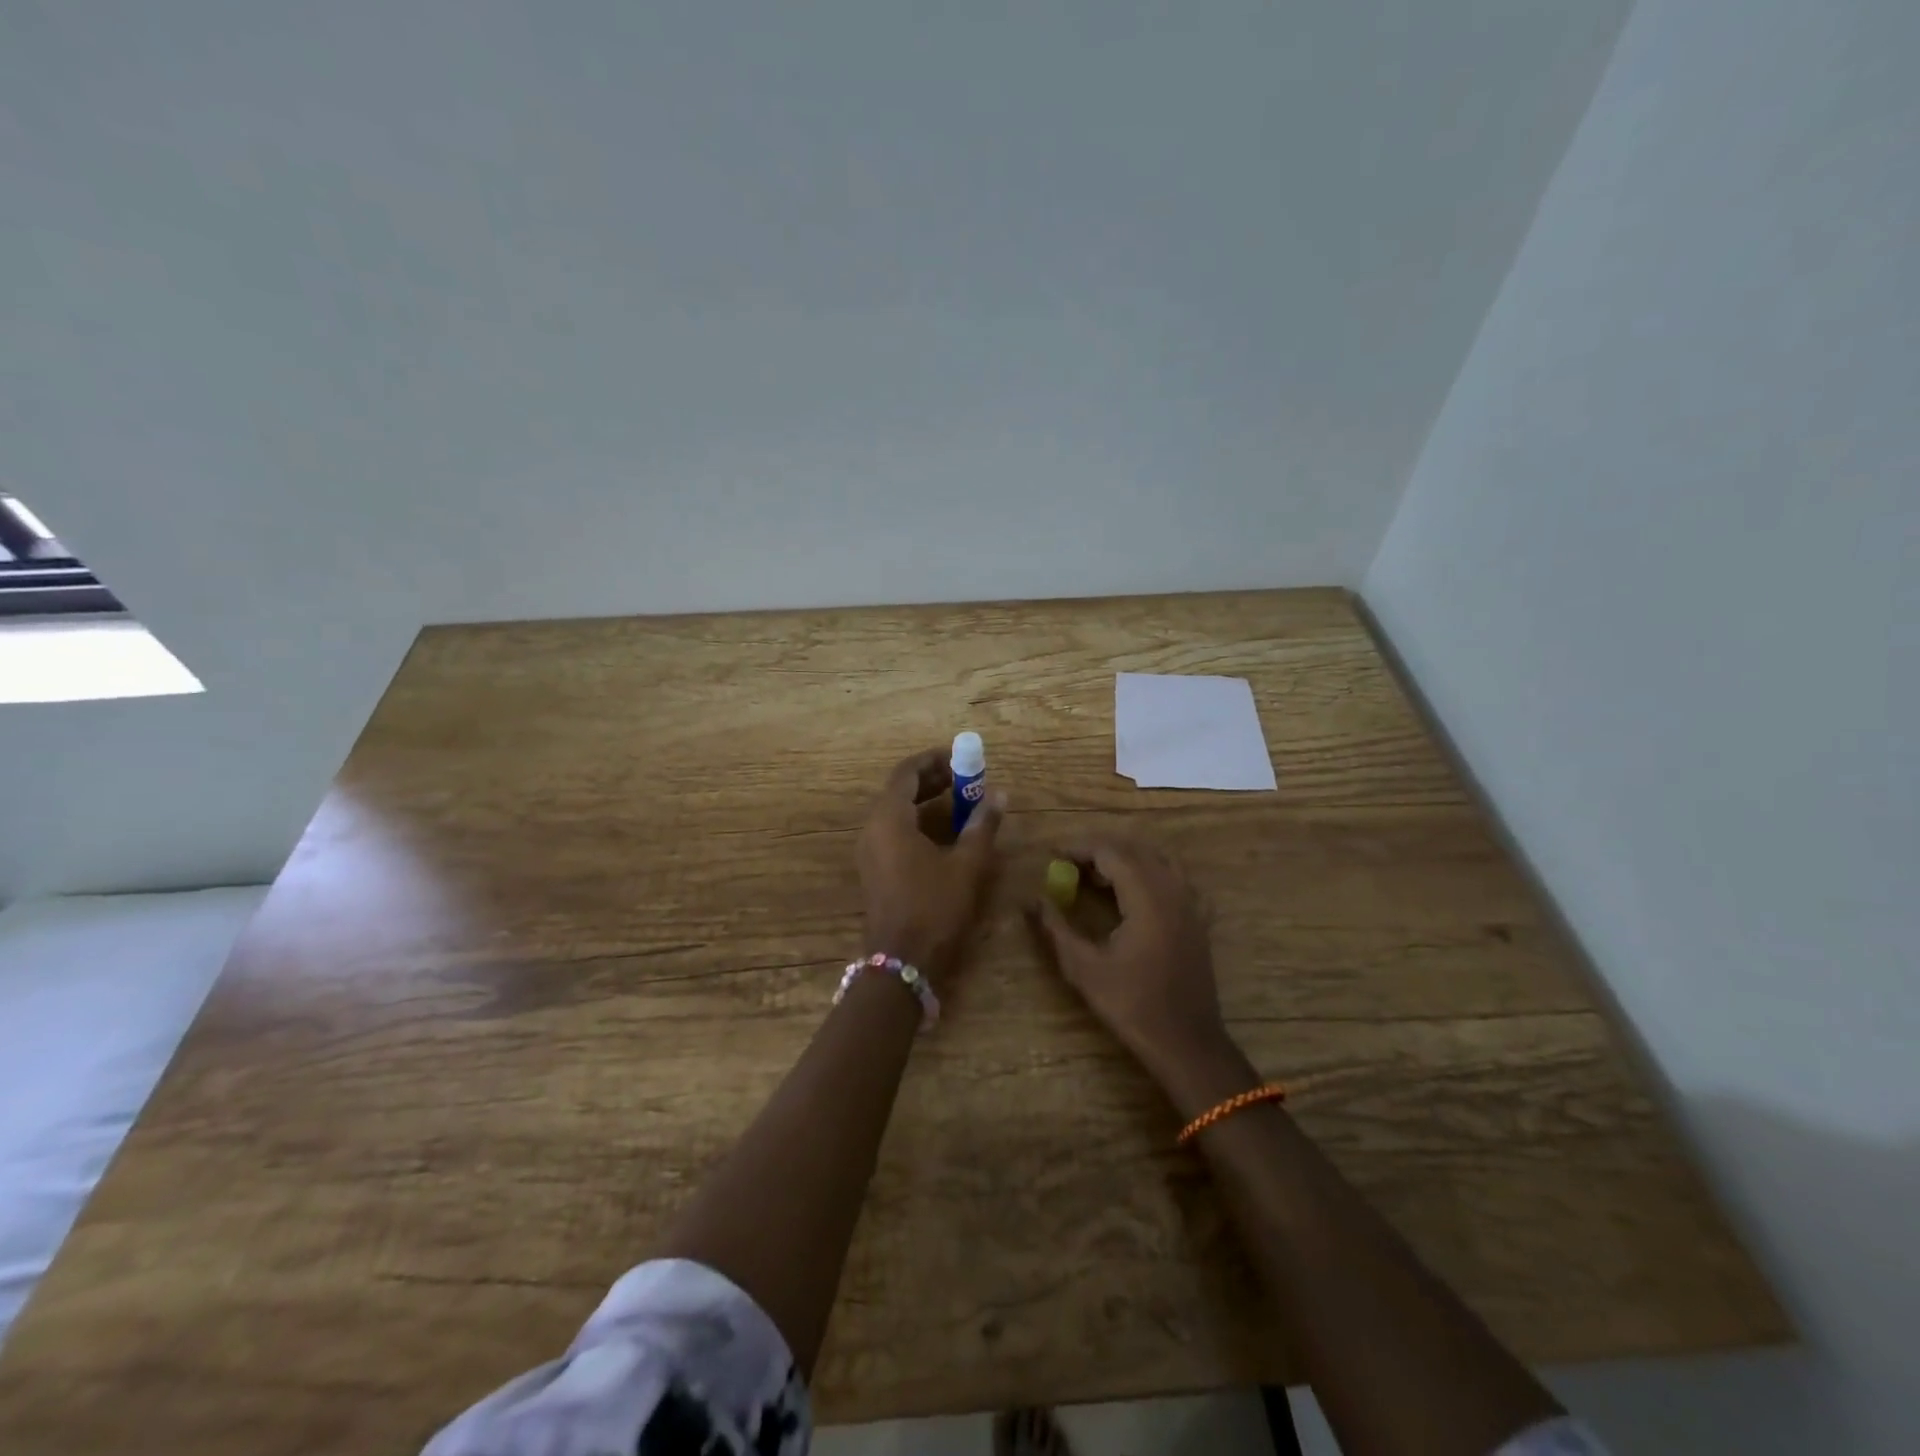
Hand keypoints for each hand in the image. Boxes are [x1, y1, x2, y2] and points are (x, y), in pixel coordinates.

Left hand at [857, 747, 1005, 984]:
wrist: (901, 962)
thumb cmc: (934, 907)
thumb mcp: (966, 865)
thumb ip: (982, 825)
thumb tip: (999, 794)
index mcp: (889, 818)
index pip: (907, 772)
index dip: (934, 759)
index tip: (960, 756)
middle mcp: (872, 828)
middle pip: (899, 789)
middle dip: (932, 778)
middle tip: (965, 776)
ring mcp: (869, 850)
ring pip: (896, 810)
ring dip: (925, 800)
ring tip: (959, 799)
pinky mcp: (873, 868)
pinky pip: (893, 830)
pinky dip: (917, 820)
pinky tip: (943, 831)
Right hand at [1029, 837, 1232, 1086]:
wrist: (1186, 1042)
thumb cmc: (1131, 1005)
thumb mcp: (1084, 968)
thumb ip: (1056, 929)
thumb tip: (1031, 900)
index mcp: (1147, 899)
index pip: (1112, 853)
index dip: (1080, 848)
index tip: (1054, 854)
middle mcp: (1173, 891)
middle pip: (1136, 850)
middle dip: (1101, 850)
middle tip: (1070, 863)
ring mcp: (1191, 904)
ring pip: (1159, 859)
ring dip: (1127, 858)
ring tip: (1098, 875)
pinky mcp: (1199, 919)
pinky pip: (1176, 878)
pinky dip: (1151, 872)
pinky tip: (1134, 892)